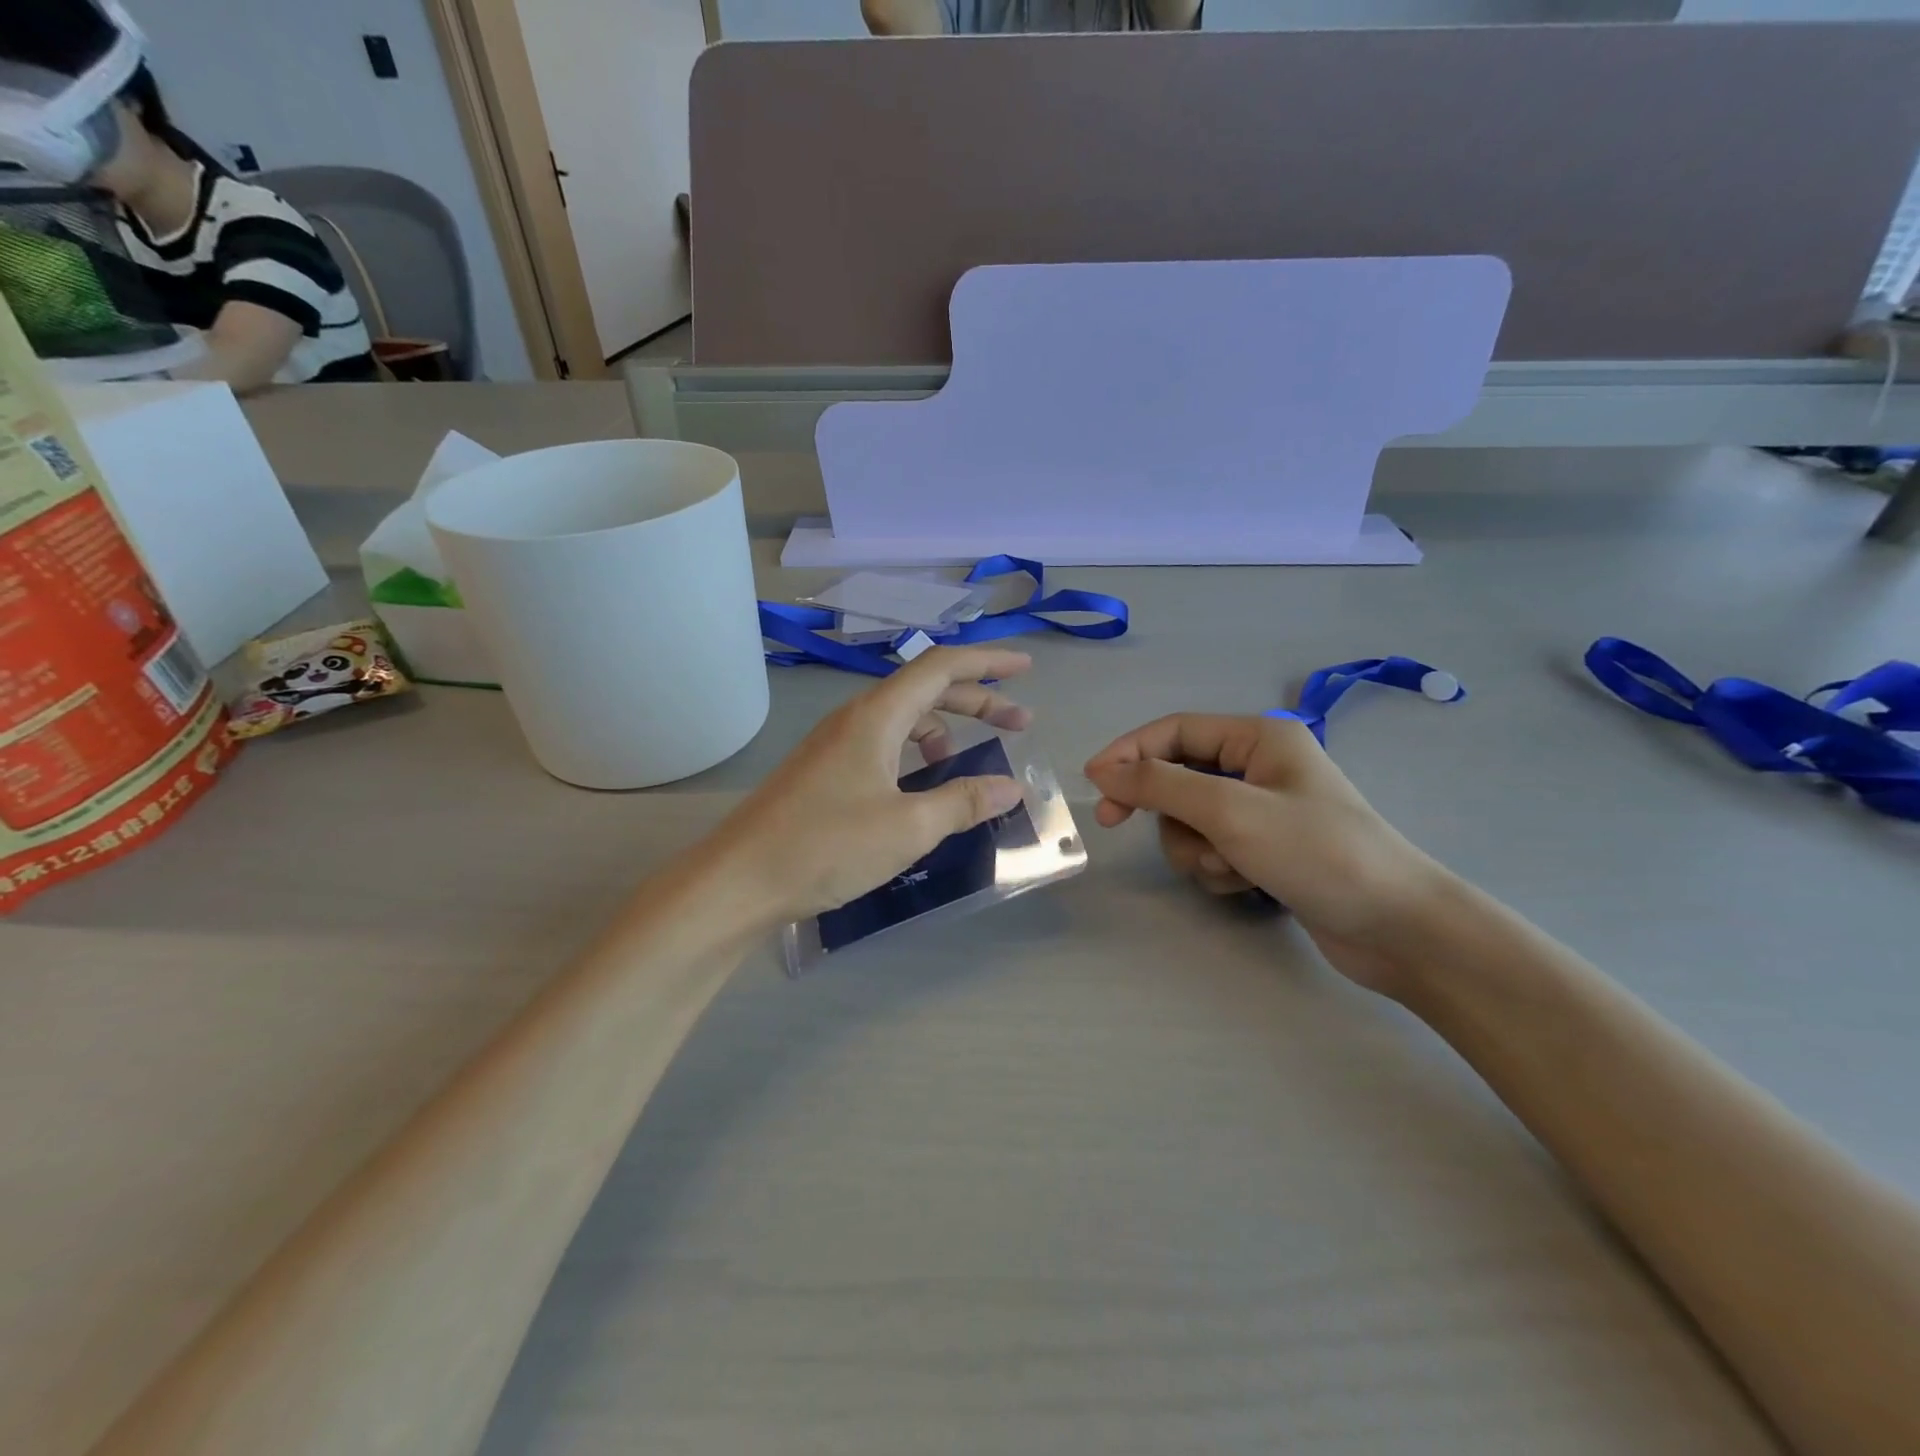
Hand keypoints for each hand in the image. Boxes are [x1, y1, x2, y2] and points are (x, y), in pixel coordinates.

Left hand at [716, 648, 1035, 922]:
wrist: (739, 881)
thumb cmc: (826, 845)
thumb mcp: (908, 827)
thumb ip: (963, 802)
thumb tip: (1010, 788)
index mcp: (876, 716)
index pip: (941, 667)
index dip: (987, 663)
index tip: (1026, 669)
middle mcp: (855, 720)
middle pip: (926, 691)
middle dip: (977, 700)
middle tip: (1019, 723)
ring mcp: (835, 746)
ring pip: (902, 721)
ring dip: (943, 731)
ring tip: (965, 765)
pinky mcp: (824, 773)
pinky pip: (883, 747)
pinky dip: (914, 756)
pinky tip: (920, 790)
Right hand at [1084, 715, 1448, 995]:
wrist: (1397, 927)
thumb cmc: (1317, 853)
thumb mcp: (1229, 812)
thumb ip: (1160, 785)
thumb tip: (1103, 771)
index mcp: (1258, 737)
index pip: (1173, 731)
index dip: (1128, 753)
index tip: (1094, 788)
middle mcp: (1259, 766)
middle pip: (1178, 777)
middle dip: (1167, 811)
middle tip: (1122, 829)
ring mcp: (1264, 810)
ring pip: (1191, 819)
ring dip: (1194, 846)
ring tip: (1226, 868)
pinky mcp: (1268, 849)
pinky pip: (1214, 847)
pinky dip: (1217, 866)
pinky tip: (1245, 885)